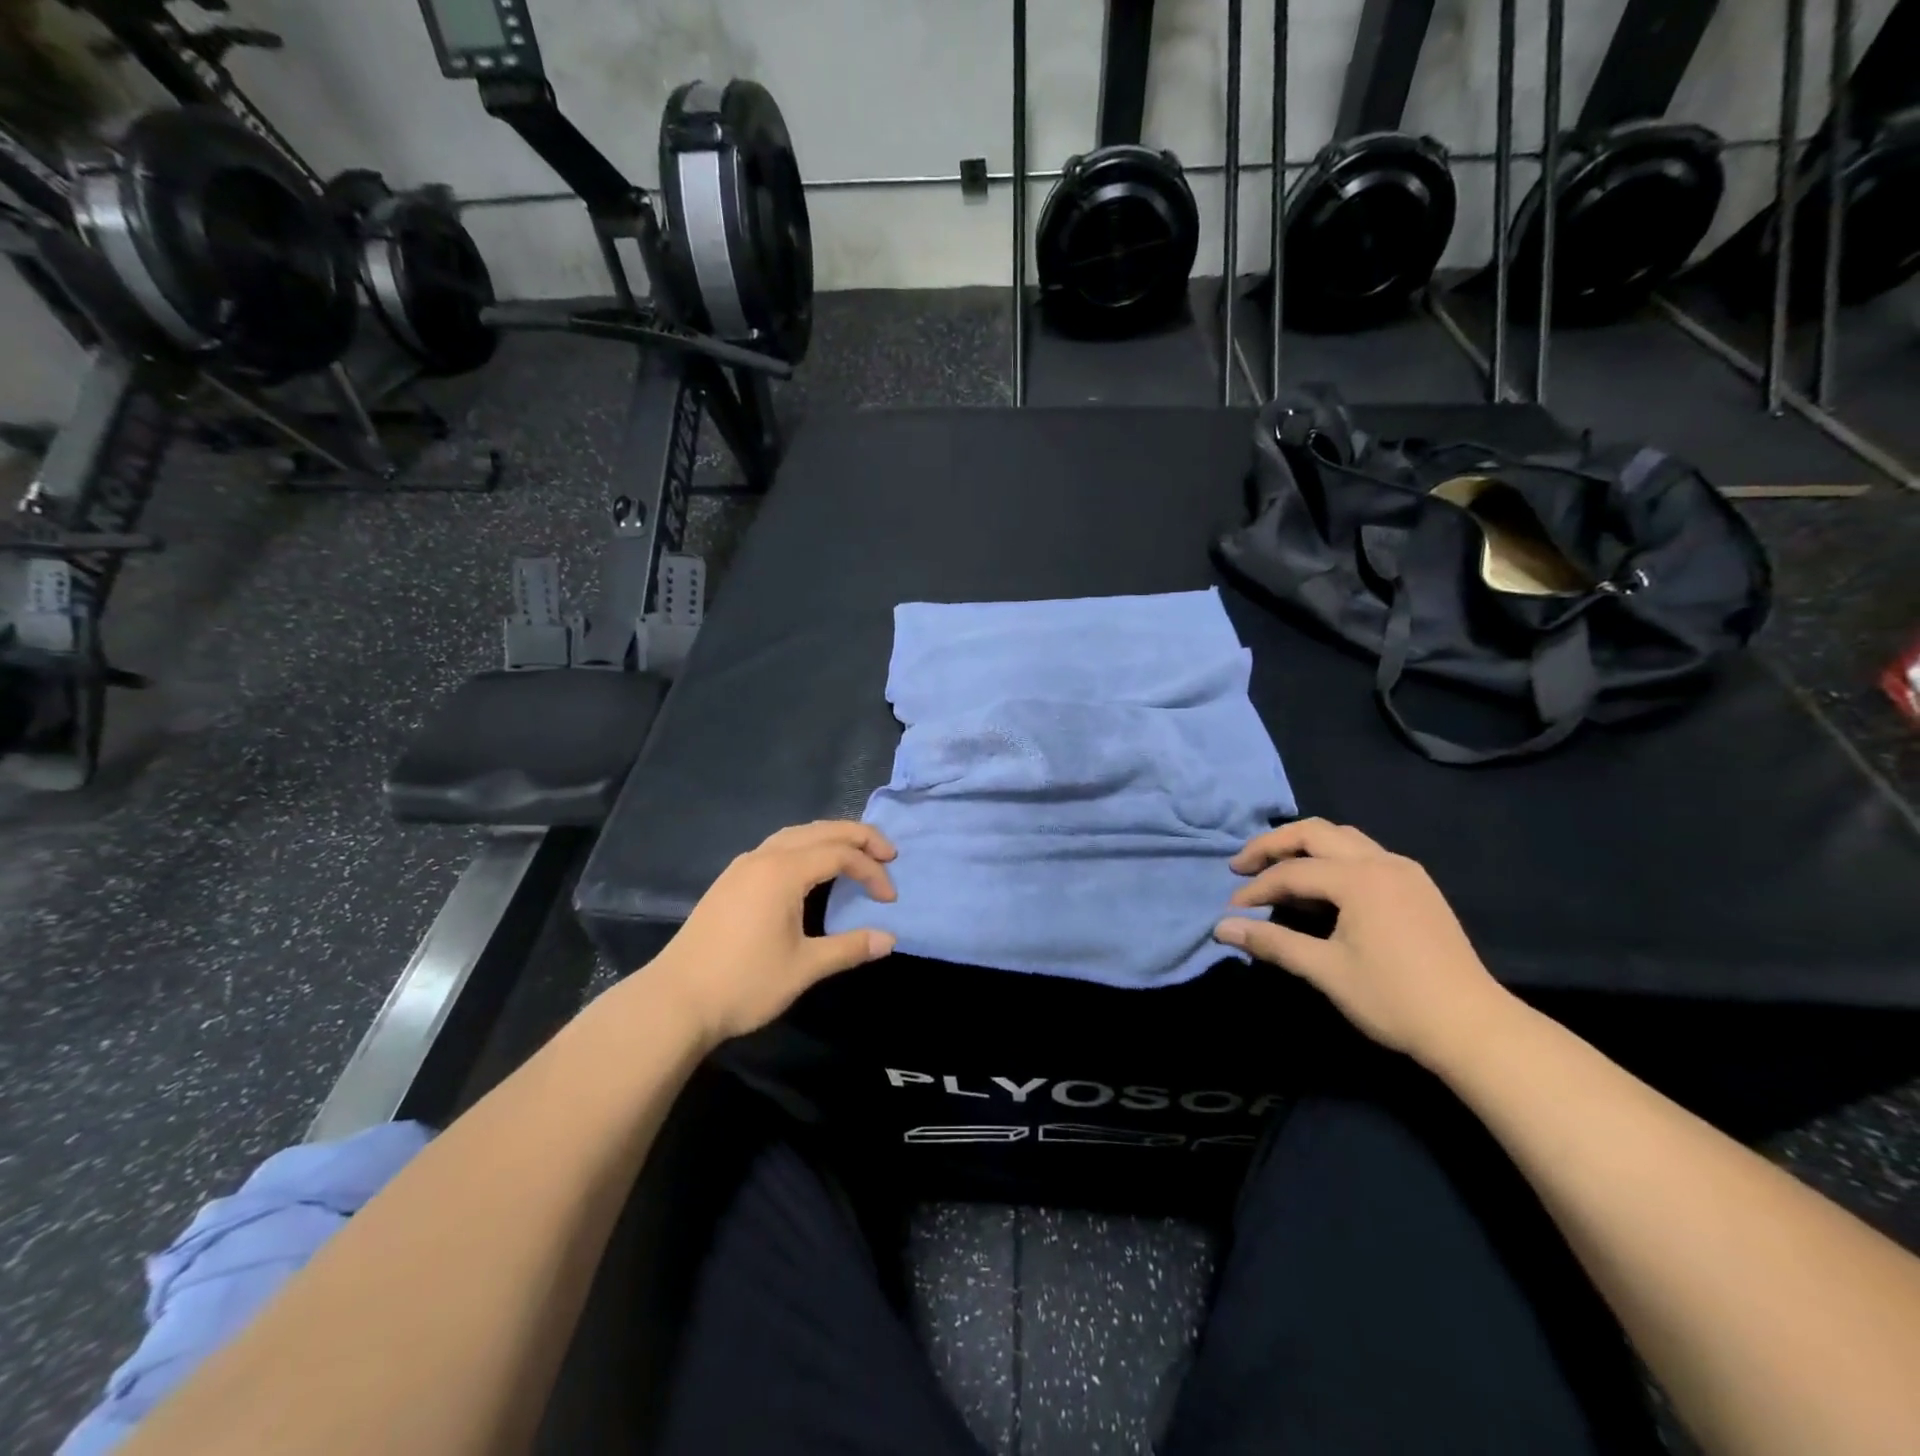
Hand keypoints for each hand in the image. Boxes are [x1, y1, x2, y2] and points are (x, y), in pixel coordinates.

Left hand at [645, 821, 898, 1045]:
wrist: (675, 1001)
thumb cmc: (744, 983)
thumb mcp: (804, 967)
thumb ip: (849, 948)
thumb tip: (889, 939)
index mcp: (783, 871)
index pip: (840, 854)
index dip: (871, 871)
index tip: (890, 899)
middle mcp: (763, 858)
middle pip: (820, 830)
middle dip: (858, 837)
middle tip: (888, 853)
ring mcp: (742, 867)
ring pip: (795, 835)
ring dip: (829, 838)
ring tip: (855, 854)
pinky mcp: (730, 881)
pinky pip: (777, 847)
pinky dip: (805, 847)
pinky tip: (810, 869)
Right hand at [1213, 819, 1516, 1065]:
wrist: (1474, 1027)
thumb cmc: (1394, 998)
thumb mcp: (1325, 971)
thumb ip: (1271, 942)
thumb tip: (1221, 928)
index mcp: (1358, 879)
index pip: (1291, 872)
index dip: (1256, 889)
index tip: (1232, 911)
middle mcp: (1381, 861)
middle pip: (1314, 832)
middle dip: (1273, 845)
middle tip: (1242, 865)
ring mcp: (1404, 870)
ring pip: (1342, 837)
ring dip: (1304, 846)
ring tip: (1276, 868)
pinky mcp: (1417, 885)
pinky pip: (1364, 853)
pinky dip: (1332, 858)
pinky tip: (1322, 885)